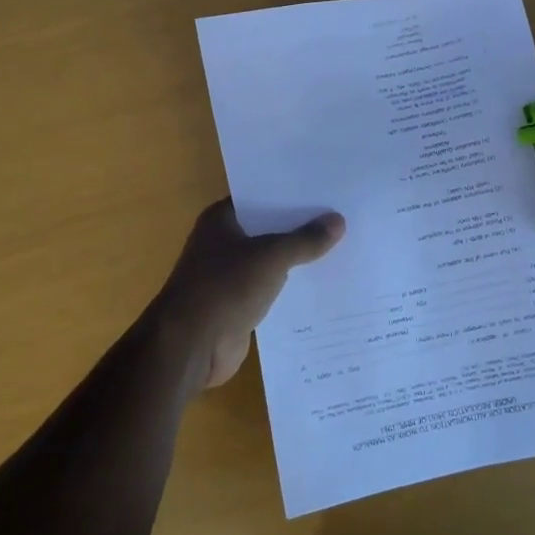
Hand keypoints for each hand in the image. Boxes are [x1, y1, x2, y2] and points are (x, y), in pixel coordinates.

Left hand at [150, 198, 345, 392]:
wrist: (191, 346)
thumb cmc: (225, 287)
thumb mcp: (272, 257)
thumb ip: (305, 240)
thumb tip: (338, 220)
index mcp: (221, 220)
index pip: (260, 197)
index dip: (290, 193)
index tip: (325, 189)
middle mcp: (222, 243)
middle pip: (268, 229)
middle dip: (300, 227)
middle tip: (343, 217)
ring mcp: (229, 276)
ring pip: (271, 261)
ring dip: (298, 259)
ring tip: (342, 248)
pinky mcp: (238, 305)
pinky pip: (271, 289)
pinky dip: (292, 288)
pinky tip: (324, 285)